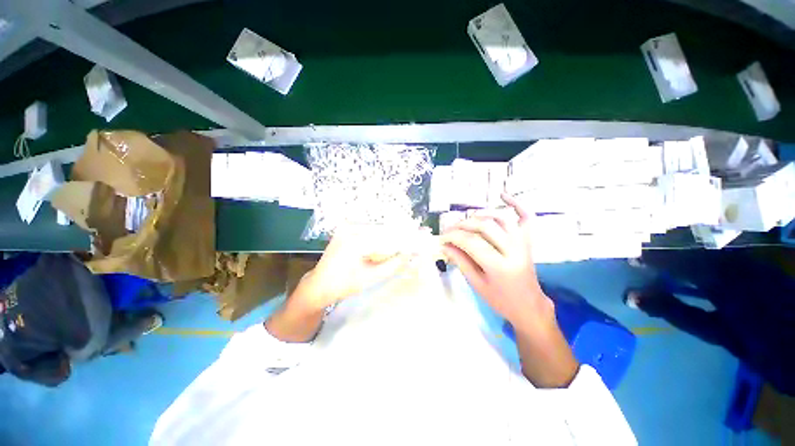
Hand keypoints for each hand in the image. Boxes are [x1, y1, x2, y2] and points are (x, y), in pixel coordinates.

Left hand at [267, 224, 424, 342]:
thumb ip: (394, 263)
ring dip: (394, 234)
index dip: (408, 237)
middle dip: (403, 234)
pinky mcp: (347, 228)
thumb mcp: (371, 277)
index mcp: (355, 240)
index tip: (424, 236)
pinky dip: (383, 235)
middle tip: (420, 236)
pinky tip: (394, 239)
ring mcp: (347, 226)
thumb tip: (412, 252)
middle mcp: (351, 227)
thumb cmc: (343, 285)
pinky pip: (370, 230)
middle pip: (385, 229)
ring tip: (410, 239)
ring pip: (379, 228)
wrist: (319, 284)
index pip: (389, 236)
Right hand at [440, 193, 548, 326]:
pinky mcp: (528, 240)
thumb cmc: (500, 299)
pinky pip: (525, 217)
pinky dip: (516, 203)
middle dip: (462, 225)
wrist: (528, 305)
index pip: (471, 242)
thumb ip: (460, 261)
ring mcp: (523, 242)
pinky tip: (502, 194)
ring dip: (480, 215)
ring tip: (465, 221)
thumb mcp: (476, 284)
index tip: (441, 238)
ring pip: (500, 218)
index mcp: (500, 266)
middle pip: (484, 226)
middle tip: (449, 230)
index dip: (453, 237)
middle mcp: (514, 250)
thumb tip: (444, 245)